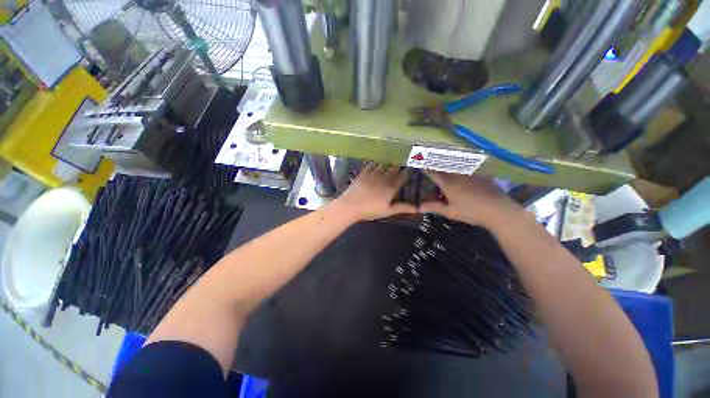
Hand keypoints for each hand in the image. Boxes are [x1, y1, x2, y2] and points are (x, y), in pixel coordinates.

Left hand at [330, 164, 416, 221]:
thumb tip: (417, 208)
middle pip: (394, 168)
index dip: (408, 172)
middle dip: (399, 165)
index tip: (411, 169)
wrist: (350, 205)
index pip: (403, 177)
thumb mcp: (387, 211)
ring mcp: (373, 173)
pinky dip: (377, 162)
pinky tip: (378, 161)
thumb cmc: (370, 210)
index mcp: (391, 187)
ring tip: (393, 159)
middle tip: (403, 162)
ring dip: (389, 162)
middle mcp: (384, 177)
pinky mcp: (364, 172)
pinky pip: (372, 164)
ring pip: (384, 164)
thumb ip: (402, 208)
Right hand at [420, 171, 522, 226]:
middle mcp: (458, 175)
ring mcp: (470, 173)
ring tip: (443, 164)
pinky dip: (460, 167)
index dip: (426, 168)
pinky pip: (467, 168)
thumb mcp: (450, 211)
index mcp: (448, 183)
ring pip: (455, 165)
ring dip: (447, 164)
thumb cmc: (471, 212)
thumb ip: (433, 207)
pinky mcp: (481, 175)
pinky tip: (461, 171)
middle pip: (444, 166)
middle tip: (430, 162)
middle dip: (435, 164)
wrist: (498, 210)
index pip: (433, 173)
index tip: (420, 165)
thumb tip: (418, 207)